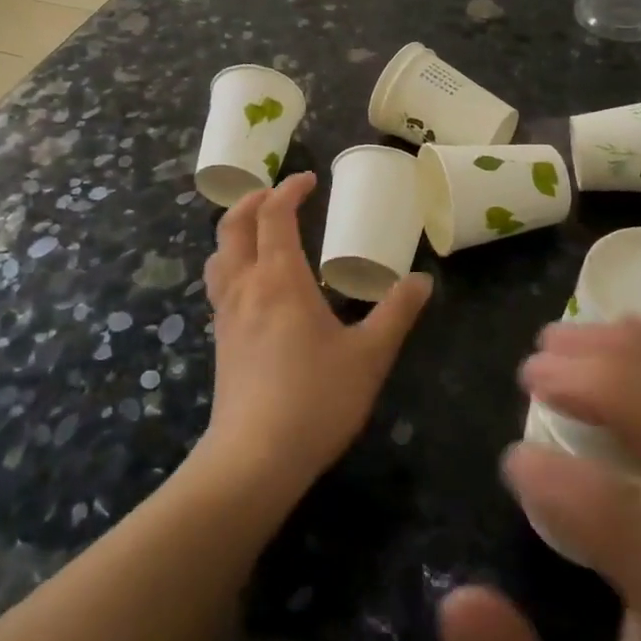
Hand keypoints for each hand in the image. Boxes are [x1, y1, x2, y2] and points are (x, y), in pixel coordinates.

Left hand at [198, 173, 431, 513]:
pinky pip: (218, 283)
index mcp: (280, 277)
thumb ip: (396, 313)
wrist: (254, 459)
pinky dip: (231, 262)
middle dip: (254, 200)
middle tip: (280, 195)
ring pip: (218, 253)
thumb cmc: (315, 399)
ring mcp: (226, 313)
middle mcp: (246, 285)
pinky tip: (254, 285)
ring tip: (260, 231)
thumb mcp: (370, 356)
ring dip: (235, 230)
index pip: (274, 214)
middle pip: (233, 224)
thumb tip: (422, 280)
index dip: (289, 189)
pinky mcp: (220, 339)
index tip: (309, 180)